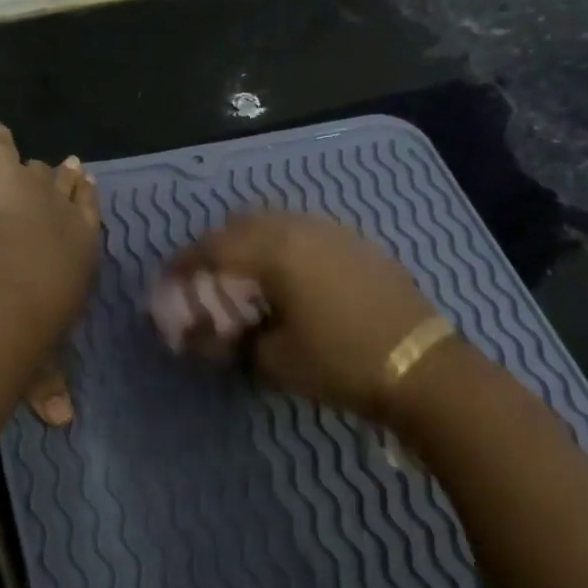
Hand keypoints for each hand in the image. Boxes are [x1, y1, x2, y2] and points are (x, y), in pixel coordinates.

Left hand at [0, 121, 100, 424]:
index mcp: (82, 255)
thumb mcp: (43, 359)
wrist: (15, 284)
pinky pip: (1, 151)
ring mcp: (37, 193)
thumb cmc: (36, 325)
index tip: (90, 193)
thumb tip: (61, 423)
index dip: (89, 210)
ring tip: (38, 161)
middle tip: (71, 168)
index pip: (91, 225)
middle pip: (71, 192)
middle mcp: (67, 218)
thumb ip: (47, 384)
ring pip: (41, 173)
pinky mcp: (3, 178)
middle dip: (70, 182)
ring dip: (38, 170)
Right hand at [160, 211, 436, 420]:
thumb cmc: (339, 362)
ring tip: (241, 276)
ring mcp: (334, 231)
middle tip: (202, 279)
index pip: (212, 248)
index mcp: (274, 250)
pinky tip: (285, 276)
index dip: (183, 265)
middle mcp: (301, 227)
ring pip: (275, 221)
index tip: (166, 282)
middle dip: (214, 247)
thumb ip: (230, 341)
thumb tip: (202, 336)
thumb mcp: (273, 359)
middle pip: (240, 224)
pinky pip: (304, 230)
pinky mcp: (357, 242)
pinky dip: (281, 245)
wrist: (421, 366)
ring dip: (248, 242)